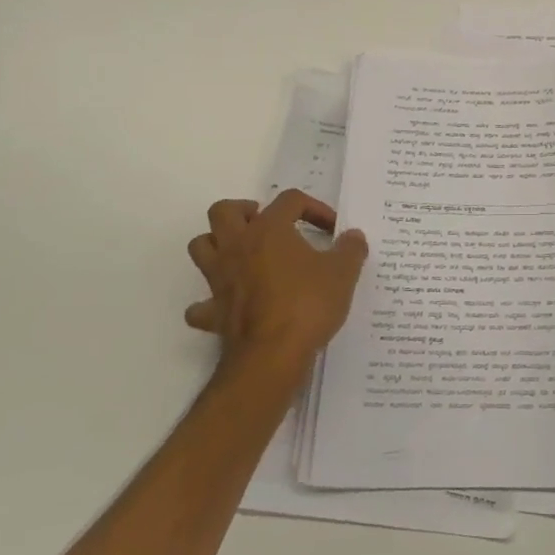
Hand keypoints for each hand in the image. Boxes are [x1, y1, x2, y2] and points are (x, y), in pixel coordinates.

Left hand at [185, 190, 367, 374]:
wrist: (273, 354)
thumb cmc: (308, 304)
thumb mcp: (343, 273)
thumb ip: (350, 249)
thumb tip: (353, 236)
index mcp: (269, 229)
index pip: (289, 200)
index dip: (314, 208)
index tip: (332, 230)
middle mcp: (238, 247)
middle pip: (224, 211)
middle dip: (244, 211)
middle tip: (267, 224)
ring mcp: (219, 279)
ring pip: (201, 246)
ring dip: (218, 244)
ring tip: (244, 253)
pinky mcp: (213, 312)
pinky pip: (201, 304)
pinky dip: (210, 302)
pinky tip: (229, 305)